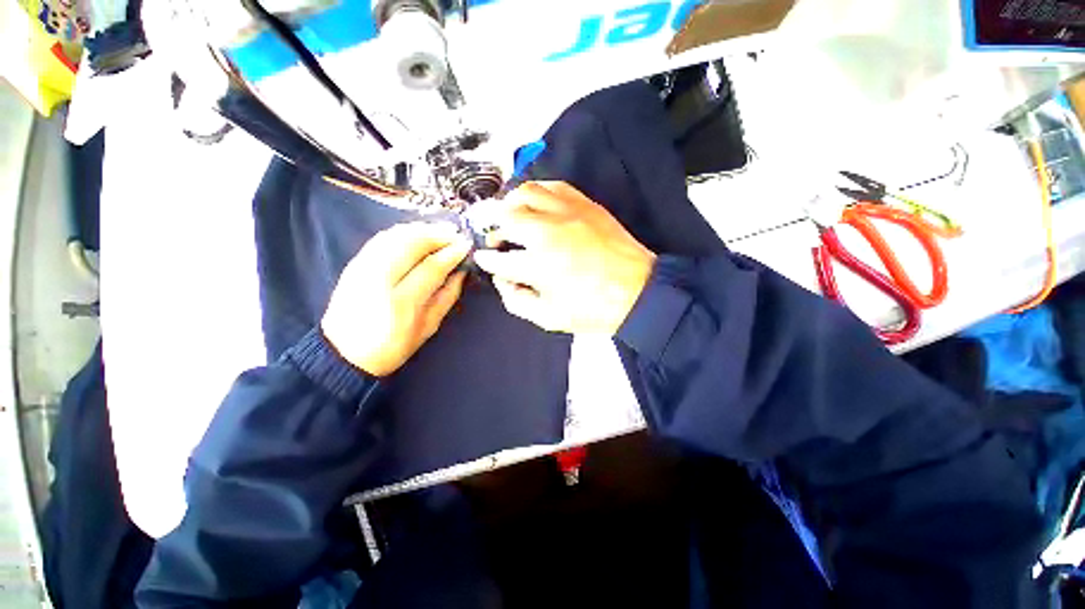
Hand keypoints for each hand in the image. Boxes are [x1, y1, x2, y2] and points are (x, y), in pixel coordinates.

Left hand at [322, 222, 471, 376]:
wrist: (343, 353)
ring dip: (421, 229)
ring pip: (394, 236)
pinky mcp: (353, 264)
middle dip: (437, 235)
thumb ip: (447, 297)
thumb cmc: (392, 347)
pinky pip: (381, 238)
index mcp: (401, 302)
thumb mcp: (428, 327)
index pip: (431, 267)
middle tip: (456, 233)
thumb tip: (461, 272)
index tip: (466, 246)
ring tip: (441, 230)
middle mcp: (378, 280)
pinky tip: (417, 232)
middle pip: (411, 244)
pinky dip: (402, 231)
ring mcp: (362, 268)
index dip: (451, 253)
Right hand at [473, 181, 655, 334]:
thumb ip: (517, 301)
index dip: (487, 260)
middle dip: (492, 227)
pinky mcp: (585, 204)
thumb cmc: (592, 310)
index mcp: (538, 266)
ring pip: (526, 192)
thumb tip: (503, 281)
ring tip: (510, 215)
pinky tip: (536, 203)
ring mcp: (567, 213)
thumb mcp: (549, 318)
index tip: (484, 258)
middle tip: (495, 237)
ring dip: (510, 203)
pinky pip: (554, 186)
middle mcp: (547, 233)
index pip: (498, 258)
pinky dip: (538, 191)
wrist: (638, 292)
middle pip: (505, 217)